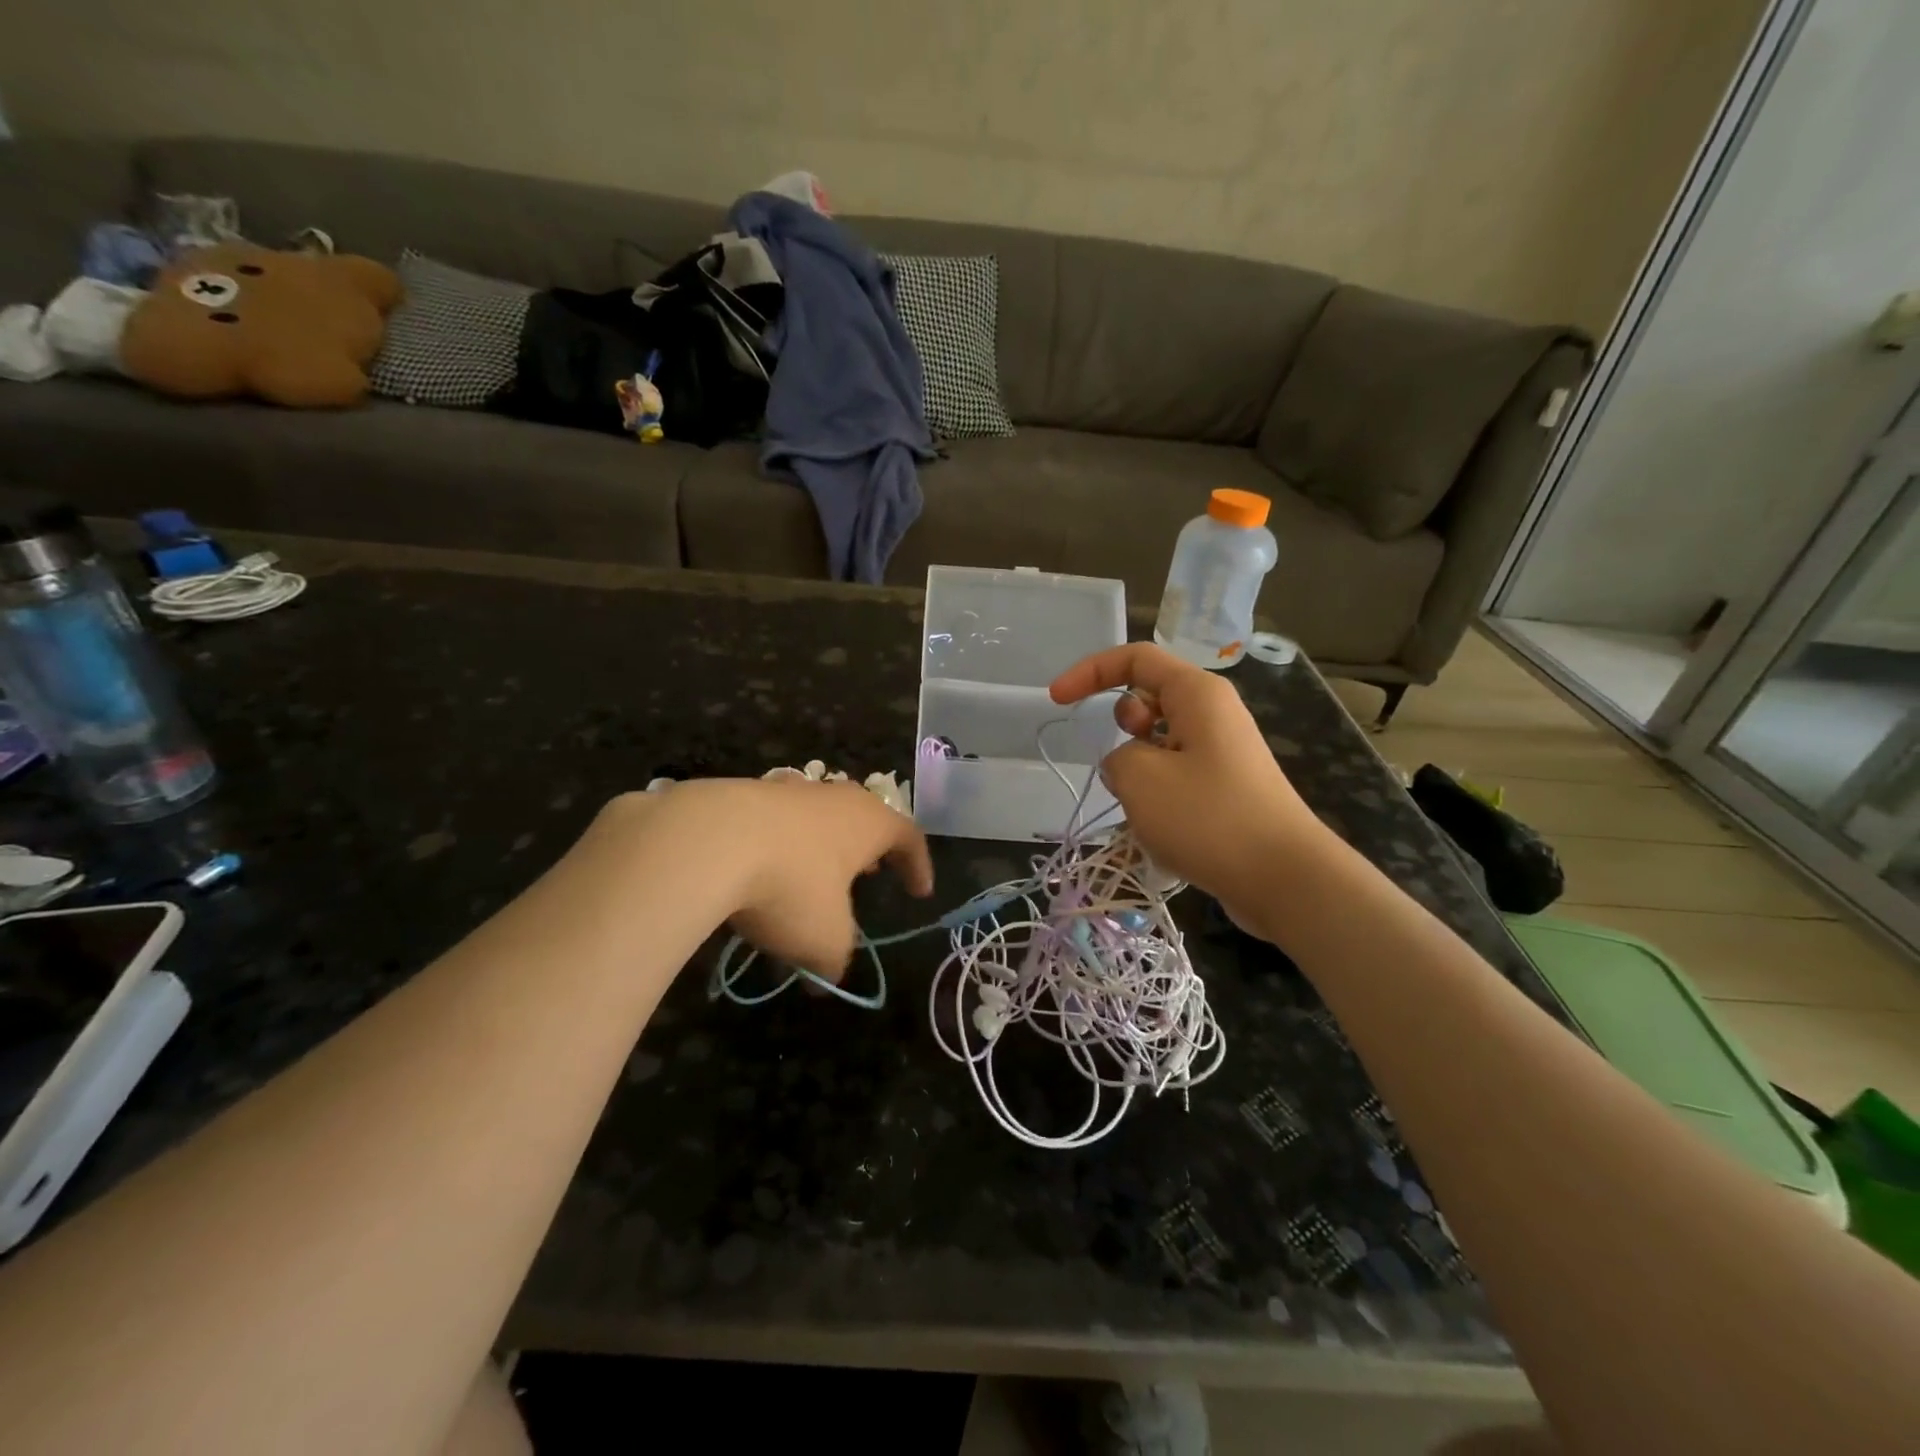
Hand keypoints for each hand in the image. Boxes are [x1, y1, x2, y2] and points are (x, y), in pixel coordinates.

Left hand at [599, 778, 932, 979]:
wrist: (708, 841)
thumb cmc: (790, 886)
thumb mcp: (824, 939)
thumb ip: (834, 963)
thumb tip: (825, 983)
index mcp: (868, 822)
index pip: (908, 837)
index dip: (917, 865)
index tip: (919, 892)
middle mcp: (833, 797)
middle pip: (863, 816)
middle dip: (867, 849)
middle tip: (867, 875)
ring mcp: (786, 790)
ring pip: (816, 815)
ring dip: (820, 844)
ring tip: (811, 875)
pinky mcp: (741, 793)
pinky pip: (772, 821)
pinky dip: (776, 846)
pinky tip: (757, 872)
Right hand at [1050, 644, 1323, 909]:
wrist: (1284, 879)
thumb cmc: (1209, 818)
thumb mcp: (1140, 778)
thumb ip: (1117, 757)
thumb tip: (1128, 763)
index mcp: (1198, 693)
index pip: (1135, 658)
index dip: (1090, 671)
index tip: (1057, 700)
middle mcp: (1214, 712)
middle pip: (1149, 697)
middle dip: (1123, 724)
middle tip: (1132, 762)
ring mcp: (1223, 751)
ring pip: (1160, 739)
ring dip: (1138, 766)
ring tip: (1149, 805)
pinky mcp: (1227, 786)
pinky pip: (1177, 770)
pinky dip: (1158, 789)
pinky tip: (1165, 826)